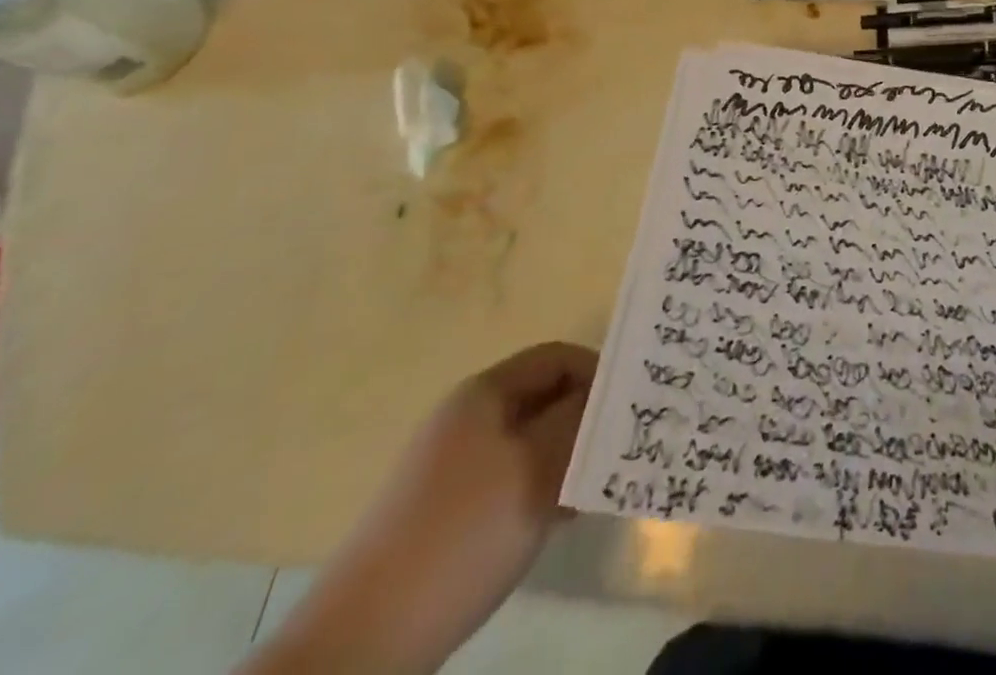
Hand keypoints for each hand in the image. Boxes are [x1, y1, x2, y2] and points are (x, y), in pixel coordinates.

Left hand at [241, 343, 596, 674]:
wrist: (365, 638)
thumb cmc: (463, 533)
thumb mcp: (536, 467)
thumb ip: (579, 420)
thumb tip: (610, 393)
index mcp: (484, 392)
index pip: (556, 357)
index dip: (597, 372)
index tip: (630, 408)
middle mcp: (467, 416)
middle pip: (543, 397)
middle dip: (585, 418)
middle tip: (620, 451)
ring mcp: (453, 463)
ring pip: (530, 440)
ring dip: (567, 456)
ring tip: (597, 489)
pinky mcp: (447, 508)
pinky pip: (510, 476)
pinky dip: (541, 486)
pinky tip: (559, 519)